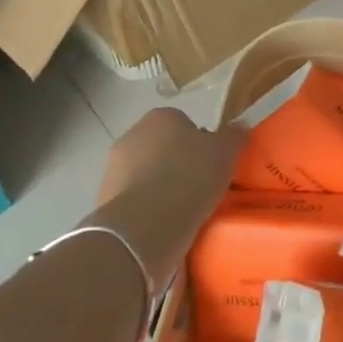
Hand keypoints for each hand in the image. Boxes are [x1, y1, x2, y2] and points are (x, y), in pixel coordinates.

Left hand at [95, 110, 241, 286]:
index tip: (211, 162)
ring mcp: (112, 169)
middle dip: (177, 162)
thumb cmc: (190, 176)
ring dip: (161, 186)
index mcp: (160, 117)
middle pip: (162, 147)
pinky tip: (165, 223)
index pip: (183, 123)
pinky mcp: (103, 201)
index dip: (200, 141)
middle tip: (200, 183)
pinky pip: (135, 200)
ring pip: (146, 174)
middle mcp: (131, 136)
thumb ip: (234, 136)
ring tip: (184, 208)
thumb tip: (239, 127)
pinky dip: (148, 208)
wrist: (146, 224)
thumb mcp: (226, 151)